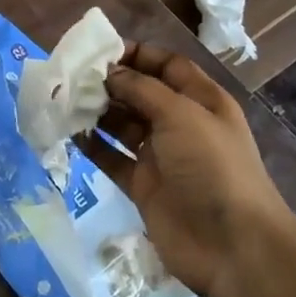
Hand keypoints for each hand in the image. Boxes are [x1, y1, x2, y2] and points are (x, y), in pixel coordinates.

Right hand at [83, 43, 295, 296]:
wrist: (231, 245)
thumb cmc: (212, 167)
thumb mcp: (181, 114)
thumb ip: (142, 88)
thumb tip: (109, 72)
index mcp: (201, 101)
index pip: (167, 66)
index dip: (137, 55)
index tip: (100, 51)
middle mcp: (181, 124)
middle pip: (140, 93)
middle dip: (109, 83)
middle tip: (72, 76)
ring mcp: (161, 156)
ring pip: (122, 125)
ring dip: (96, 112)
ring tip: (64, 101)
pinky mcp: (143, 185)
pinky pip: (112, 158)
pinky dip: (92, 145)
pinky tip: (69, 133)